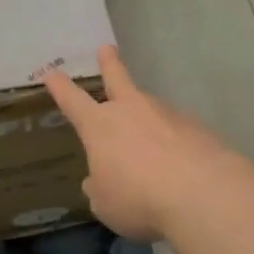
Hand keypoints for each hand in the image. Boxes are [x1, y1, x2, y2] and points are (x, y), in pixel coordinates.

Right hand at [43, 45, 233, 242]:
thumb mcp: (105, 204)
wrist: (202, 194)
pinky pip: (177, 131)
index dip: (60, 87)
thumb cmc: (138, 199)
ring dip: (146, 116)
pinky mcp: (197, 128)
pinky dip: (174, 141)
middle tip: (106, 49)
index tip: (51, 73)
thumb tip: (99, 180)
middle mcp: (131, 111)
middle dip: (109, 64)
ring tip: (149, 143)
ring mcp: (167, 115)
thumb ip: (99, 188)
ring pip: (150, 108)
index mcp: (99, 126)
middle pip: (117, 79)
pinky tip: (179, 162)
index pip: (72, 101)